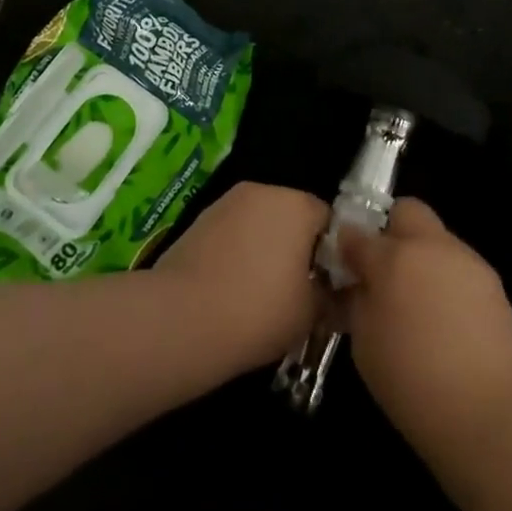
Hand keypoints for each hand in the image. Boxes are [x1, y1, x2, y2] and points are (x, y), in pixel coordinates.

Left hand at [155, 181, 329, 368]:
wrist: (181, 319)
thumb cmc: (259, 311)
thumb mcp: (310, 314)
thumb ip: (329, 295)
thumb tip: (330, 291)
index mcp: (297, 204)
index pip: (327, 219)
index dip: (331, 252)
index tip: (325, 284)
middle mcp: (262, 191)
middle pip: (290, 215)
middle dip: (295, 247)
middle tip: (295, 289)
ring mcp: (225, 203)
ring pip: (258, 223)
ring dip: (264, 248)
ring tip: (259, 292)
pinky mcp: (197, 220)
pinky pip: (231, 234)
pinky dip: (236, 253)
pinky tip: (230, 288)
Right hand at [336, 198, 511, 443]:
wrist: (490, 415)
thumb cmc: (413, 383)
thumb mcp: (365, 345)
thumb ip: (358, 302)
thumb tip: (357, 284)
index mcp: (393, 258)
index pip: (356, 234)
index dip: (346, 247)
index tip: (344, 267)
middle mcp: (431, 247)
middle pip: (406, 212)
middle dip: (391, 231)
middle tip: (384, 272)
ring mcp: (467, 261)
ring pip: (436, 239)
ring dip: (421, 257)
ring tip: (418, 303)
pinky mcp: (493, 282)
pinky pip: (459, 266)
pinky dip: (446, 280)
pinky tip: (446, 319)